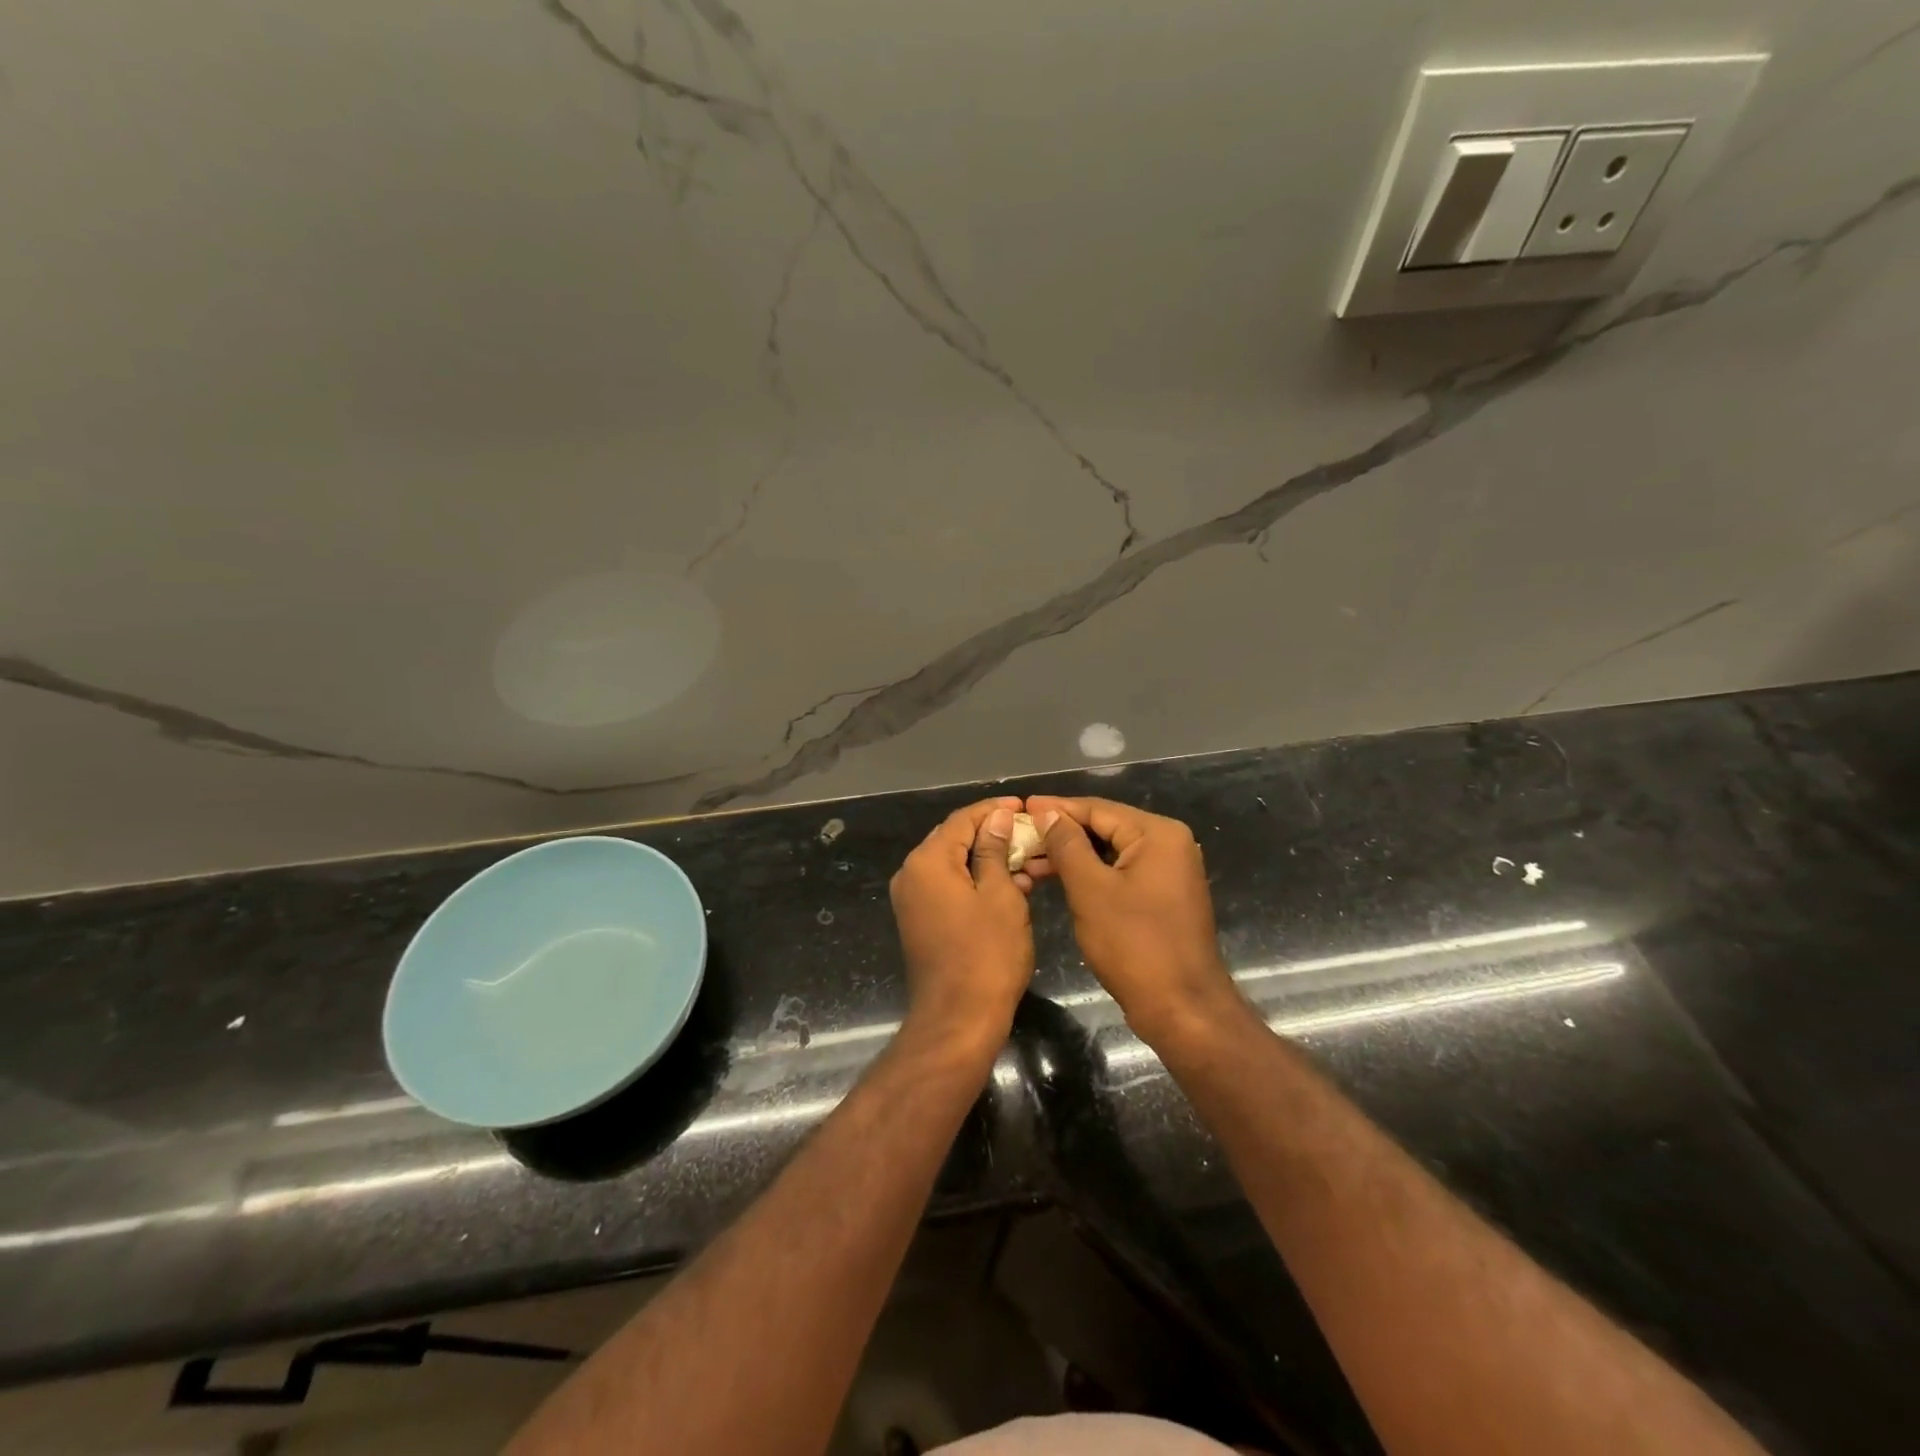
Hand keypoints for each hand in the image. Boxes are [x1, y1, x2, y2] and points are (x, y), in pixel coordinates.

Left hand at [889, 797, 1034, 1049]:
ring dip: (991, 860)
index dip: (994, 810)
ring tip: (1032, 860)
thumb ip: (995, 850)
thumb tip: (997, 817)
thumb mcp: (1001, 895)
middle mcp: (912, 874)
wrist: (958, 1020)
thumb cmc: (986, 954)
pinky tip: (1014, 886)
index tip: (1025, 807)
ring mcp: (914, 899)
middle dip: (994, 834)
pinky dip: (979, 883)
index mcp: (927, 861)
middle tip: (1032, 833)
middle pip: (955, 840)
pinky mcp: (921, 920)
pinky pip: (951, 888)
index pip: (962, 820)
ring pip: (956, 865)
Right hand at [1025, 795, 1241, 1041]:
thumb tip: (1047, 813)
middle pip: (1105, 828)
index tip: (1021, 806)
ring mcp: (1168, 872)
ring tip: (1029, 862)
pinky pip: (1120, 873)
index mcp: (1158, 834)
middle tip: (1020, 836)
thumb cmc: (1133, 944)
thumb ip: (1067, 844)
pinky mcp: (1162, 897)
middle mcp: (1169, 845)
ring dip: (1071, 856)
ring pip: (1110, 852)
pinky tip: (1058, 880)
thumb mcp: (1090, 889)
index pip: (1098, 809)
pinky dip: (1090, 875)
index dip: (1056, 808)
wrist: (1181, 1008)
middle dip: (1061, 833)